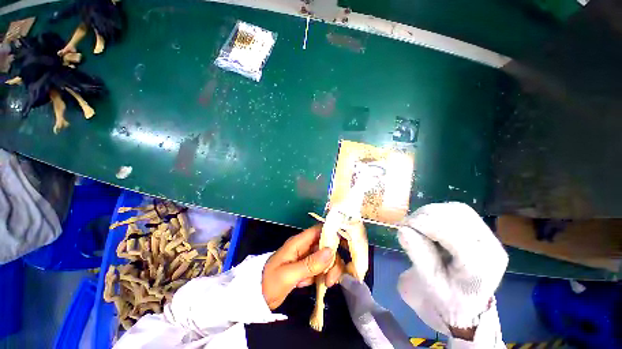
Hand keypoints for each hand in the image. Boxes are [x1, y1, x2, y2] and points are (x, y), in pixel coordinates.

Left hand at [262, 225, 344, 309]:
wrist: (256, 298)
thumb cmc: (269, 282)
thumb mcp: (288, 274)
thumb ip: (309, 263)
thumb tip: (331, 251)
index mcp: (299, 242)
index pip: (319, 230)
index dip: (333, 234)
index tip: (344, 247)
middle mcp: (304, 247)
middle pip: (326, 245)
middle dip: (333, 260)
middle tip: (332, 278)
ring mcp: (306, 258)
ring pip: (325, 257)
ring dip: (329, 270)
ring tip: (326, 284)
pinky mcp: (306, 268)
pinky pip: (321, 268)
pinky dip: (322, 276)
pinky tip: (315, 285)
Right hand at [397, 202, 507, 335]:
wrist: (465, 301)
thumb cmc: (447, 297)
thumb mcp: (429, 283)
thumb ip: (418, 256)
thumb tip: (403, 230)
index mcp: (481, 268)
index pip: (455, 236)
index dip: (427, 225)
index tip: (405, 225)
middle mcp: (491, 247)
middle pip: (458, 217)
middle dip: (427, 215)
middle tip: (408, 223)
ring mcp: (489, 236)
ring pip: (458, 209)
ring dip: (431, 212)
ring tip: (416, 223)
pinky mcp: (481, 228)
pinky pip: (458, 209)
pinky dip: (438, 211)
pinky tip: (428, 222)